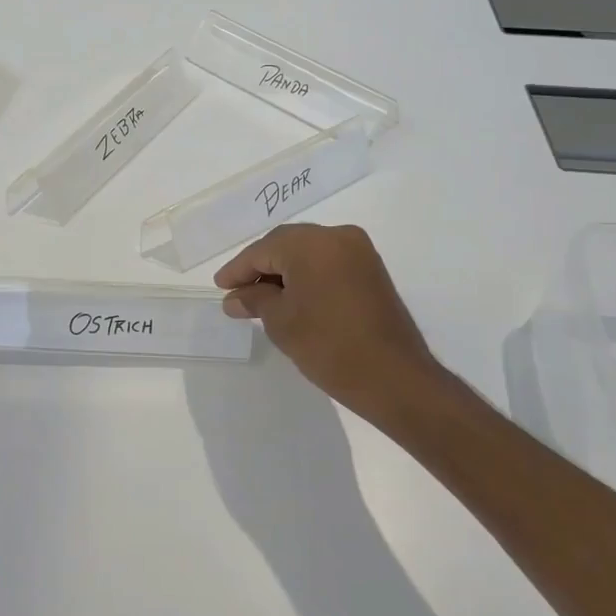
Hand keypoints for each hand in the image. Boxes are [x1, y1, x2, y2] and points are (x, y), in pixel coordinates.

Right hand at [215, 223, 437, 423]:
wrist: (394, 378)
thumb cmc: (329, 346)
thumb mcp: (281, 322)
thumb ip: (255, 300)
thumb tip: (235, 298)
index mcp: (312, 243)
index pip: (263, 250)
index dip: (238, 270)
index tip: (220, 287)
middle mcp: (338, 236)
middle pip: (285, 245)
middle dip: (260, 267)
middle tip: (237, 292)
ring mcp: (359, 252)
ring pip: (308, 252)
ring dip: (283, 272)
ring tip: (261, 299)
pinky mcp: (371, 270)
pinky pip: (328, 263)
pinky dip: (306, 276)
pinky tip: (291, 298)